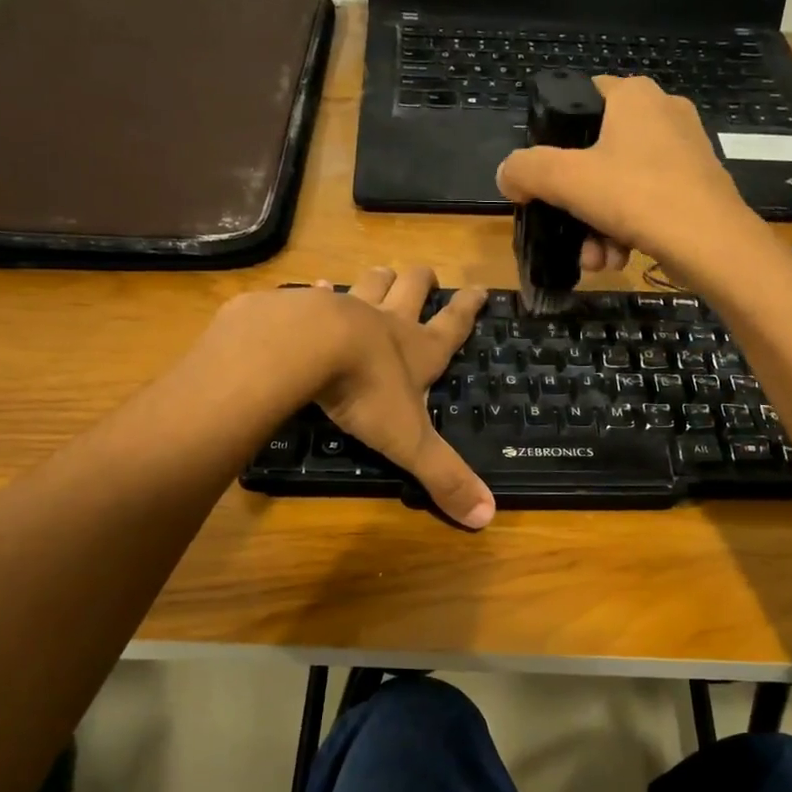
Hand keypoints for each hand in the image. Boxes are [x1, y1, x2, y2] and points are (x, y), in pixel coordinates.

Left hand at [305, 267, 494, 529]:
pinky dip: (317, 290)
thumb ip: (444, 476)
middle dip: (421, 281)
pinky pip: (314, 292)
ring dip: (379, 279)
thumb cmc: (366, 392)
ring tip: (382, 274)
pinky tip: (313, 287)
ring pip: (370, 283)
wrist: (304, 348)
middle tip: (426, 275)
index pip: (453, 326)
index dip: (469, 308)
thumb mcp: (410, 441)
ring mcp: (345, 308)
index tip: (480, 289)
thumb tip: (487, 517)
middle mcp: (386, 322)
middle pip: (411, 289)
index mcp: (417, 350)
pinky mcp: (304, 307)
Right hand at [496, 76, 765, 290]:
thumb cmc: (637, 196)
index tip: (543, 175)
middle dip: (577, 203)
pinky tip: (619, 259)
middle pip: (597, 154)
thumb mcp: (567, 180)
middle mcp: (663, 113)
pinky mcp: (696, 186)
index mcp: (634, 95)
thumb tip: (507, 175)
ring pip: (620, 186)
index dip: (553, 135)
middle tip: (567, 231)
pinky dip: (626, 231)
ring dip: (597, 227)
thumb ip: (527, 170)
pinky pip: (645, 204)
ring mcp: (684, 151)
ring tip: (596, 258)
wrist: (712, 243)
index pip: (580, 98)